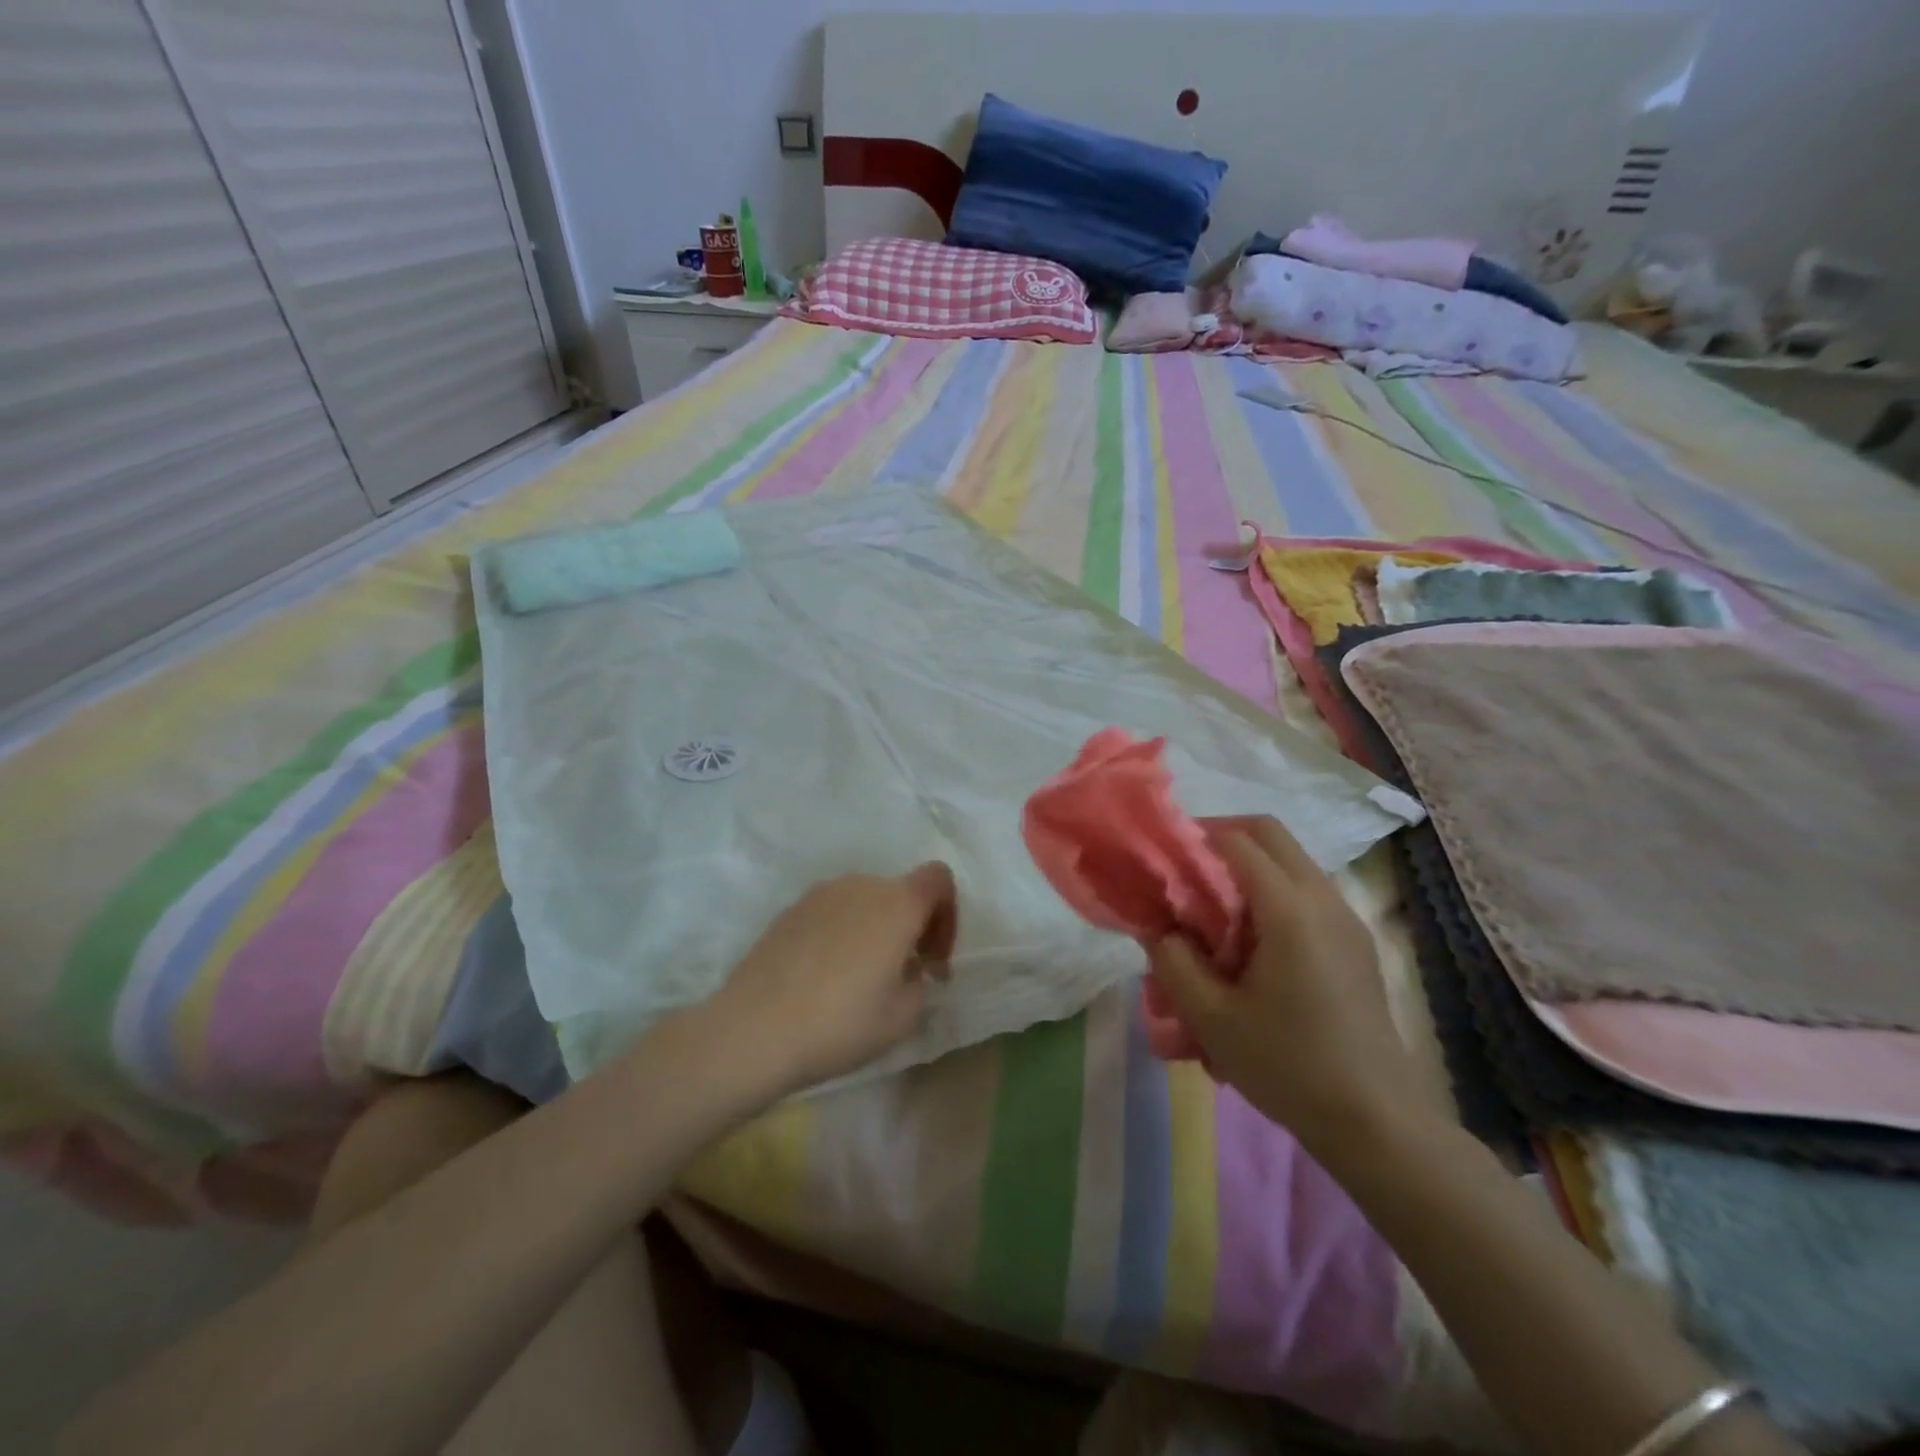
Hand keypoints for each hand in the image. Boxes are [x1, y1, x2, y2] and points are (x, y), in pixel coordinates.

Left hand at [709, 864, 957, 1096]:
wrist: (753, 1029)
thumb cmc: (840, 1023)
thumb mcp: (902, 1017)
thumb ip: (919, 982)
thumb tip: (908, 968)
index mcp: (896, 904)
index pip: (938, 879)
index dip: (947, 913)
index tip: (932, 957)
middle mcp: (860, 885)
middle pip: (900, 891)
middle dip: (911, 926)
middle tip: (903, 974)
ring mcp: (820, 894)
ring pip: (864, 901)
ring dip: (875, 929)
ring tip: (861, 978)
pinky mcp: (789, 910)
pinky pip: (832, 912)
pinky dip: (842, 933)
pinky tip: (825, 976)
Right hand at [1147, 817, 1420, 1152]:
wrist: (1377, 1122)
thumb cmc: (1288, 1066)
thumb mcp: (1211, 1018)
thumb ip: (1174, 962)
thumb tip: (1159, 928)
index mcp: (1290, 910)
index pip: (1237, 841)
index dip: (1195, 838)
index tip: (1163, 860)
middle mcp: (1324, 899)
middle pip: (1270, 834)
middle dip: (1223, 837)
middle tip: (1186, 869)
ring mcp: (1346, 919)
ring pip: (1291, 860)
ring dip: (1248, 866)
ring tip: (1213, 909)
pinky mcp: (1355, 942)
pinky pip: (1306, 891)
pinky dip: (1271, 892)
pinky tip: (1251, 942)